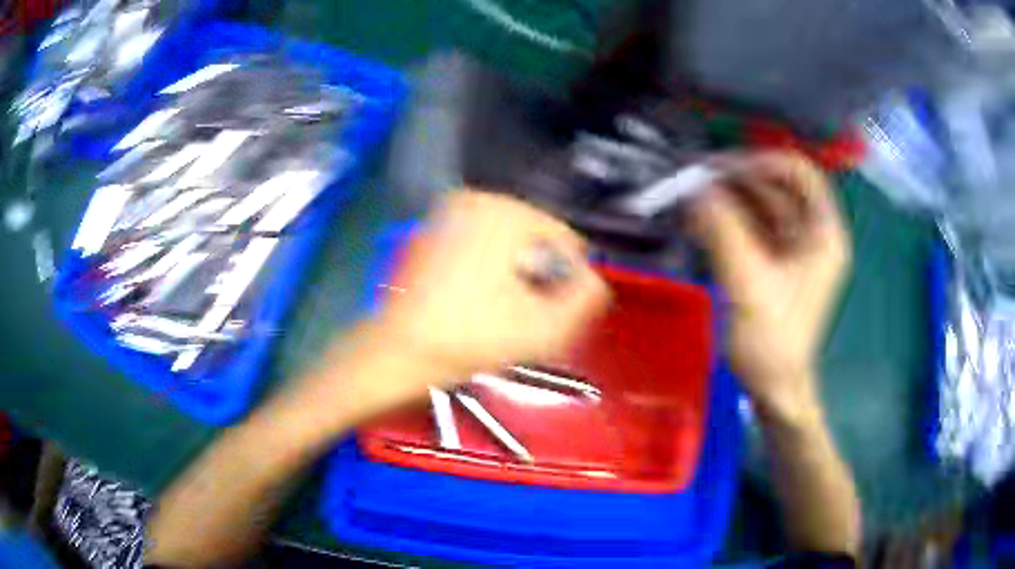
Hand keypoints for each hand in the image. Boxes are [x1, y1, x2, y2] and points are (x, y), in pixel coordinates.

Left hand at [378, 190, 609, 381]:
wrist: (402, 351)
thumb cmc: (473, 338)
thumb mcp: (548, 327)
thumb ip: (587, 297)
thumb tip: (593, 280)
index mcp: (503, 210)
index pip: (564, 241)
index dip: (567, 281)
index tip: (549, 313)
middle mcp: (475, 199)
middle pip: (536, 240)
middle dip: (540, 277)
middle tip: (526, 315)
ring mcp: (449, 212)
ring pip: (509, 244)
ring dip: (516, 275)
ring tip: (501, 311)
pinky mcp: (433, 231)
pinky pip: (482, 246)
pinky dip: (490, 269)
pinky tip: (479, 300)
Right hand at [689, 152, 850, 421]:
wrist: (773, 387)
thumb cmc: (773, 342)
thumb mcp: (750, 284)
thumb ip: (724, 232)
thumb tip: (696, 190)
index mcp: (823, 234)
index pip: (801, 174)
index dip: (764, 162)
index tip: (724, 169)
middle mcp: (810, 233)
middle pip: (776, 186)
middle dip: (738, 179)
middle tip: (696, 180)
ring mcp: (791, 247)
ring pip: (759, 205)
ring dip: (727, 199)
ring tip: (690, 199)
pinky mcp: (771, 261)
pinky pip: (749, 227)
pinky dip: (725, 220)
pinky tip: (699, 221)